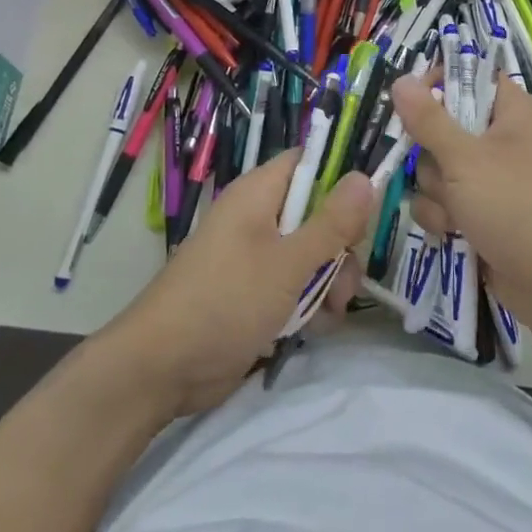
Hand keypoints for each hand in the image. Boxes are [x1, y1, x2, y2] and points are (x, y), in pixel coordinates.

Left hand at [103, 150, 376, 417]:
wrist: (160, 370)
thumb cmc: (225, 300)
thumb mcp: (288, 262)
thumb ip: (331, 223)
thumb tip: (366, 176)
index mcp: (260, 193)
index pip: (309, 162)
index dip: (342, 174)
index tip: (371, 203)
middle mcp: (259, 217)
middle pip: (318, 212)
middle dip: (340, 245)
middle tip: (347, 275)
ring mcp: (256, 256)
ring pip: (312, 253)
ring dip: (330, 281)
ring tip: (332, 310)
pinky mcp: (255, 292)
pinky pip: (296, 285)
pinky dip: (310, 303)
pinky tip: (316, 328)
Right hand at [391, 74, 531, 327]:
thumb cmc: (514, 208)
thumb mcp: (465, 159)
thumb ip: (428, 120)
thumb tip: (401, 80)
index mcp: (512, 112)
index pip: (470, 76)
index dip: (439, 84)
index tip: (412, 101)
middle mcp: (502, 138)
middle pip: (444, 125)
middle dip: (433, 154)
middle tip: (444, 169)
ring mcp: (491, 176)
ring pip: (437, 166)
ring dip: (437, 191)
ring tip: (457, 211)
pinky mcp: (481, 209)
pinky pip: (444, 198)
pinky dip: (443, 215)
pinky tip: (453, 232)